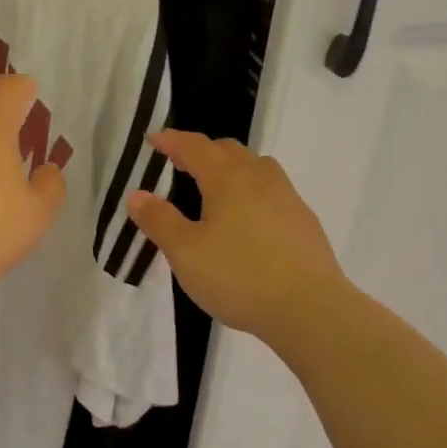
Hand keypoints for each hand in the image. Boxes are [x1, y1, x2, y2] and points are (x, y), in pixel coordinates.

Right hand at [125, 130, 346, 340]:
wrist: (310, 309)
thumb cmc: (239, 276)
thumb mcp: (185, 252)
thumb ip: (159, 220)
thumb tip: (136, 194)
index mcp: (228, 180)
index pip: (195, 147)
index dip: (172, 140)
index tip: (153, 138)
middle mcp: (260, 179)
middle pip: (229, 151)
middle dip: (202, 151)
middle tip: (181, 163)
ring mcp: (288, 199)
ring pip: (257, 168)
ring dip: (232, 167)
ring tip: (216, 187)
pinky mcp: (305, 223)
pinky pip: (274, 192)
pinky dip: (253, 192)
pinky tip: (248, 220)